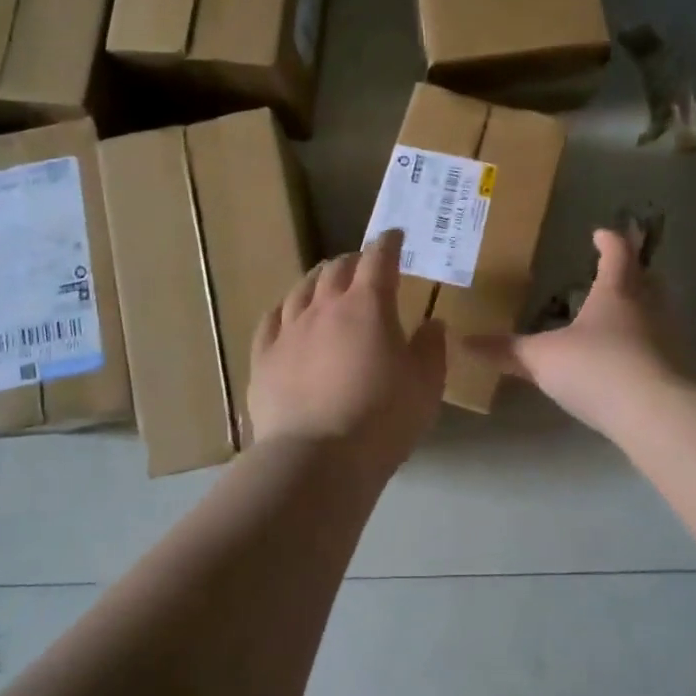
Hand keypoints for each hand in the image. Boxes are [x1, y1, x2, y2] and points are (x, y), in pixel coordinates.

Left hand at [248, 230, 446, 474]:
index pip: (379, 259)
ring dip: (319, 279)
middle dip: (354, 260)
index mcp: (368, 306)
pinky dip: (285, 308)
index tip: (395, 236)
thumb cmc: (382, 420)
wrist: (317, 459)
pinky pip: (271, 319)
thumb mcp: (426, 386)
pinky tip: (287, 313)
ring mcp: (289, 330)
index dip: (389, 244)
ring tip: (326, 282)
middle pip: (337, 269)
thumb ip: (431, 349)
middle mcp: (325, 307)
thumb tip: (432, 323)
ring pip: (302, 289)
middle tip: (364, 264)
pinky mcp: (264, 356)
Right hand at [468, 228, 686, 431]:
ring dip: (639, 310)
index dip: (609, 241)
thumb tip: (464, 342)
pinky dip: (642, 346)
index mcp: (616, 293)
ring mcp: (667, 340)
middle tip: (615, 272)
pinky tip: (624, 362)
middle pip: (646, 280)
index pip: (617, 254)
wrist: (655, 415)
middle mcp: (647, 308)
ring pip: (656, 313)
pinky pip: (657, 347)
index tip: (600, 234)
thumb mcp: (542, 359)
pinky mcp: (675, 371)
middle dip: (631, 272)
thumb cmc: (596, 368)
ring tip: (615, 318)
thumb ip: (506, 351)